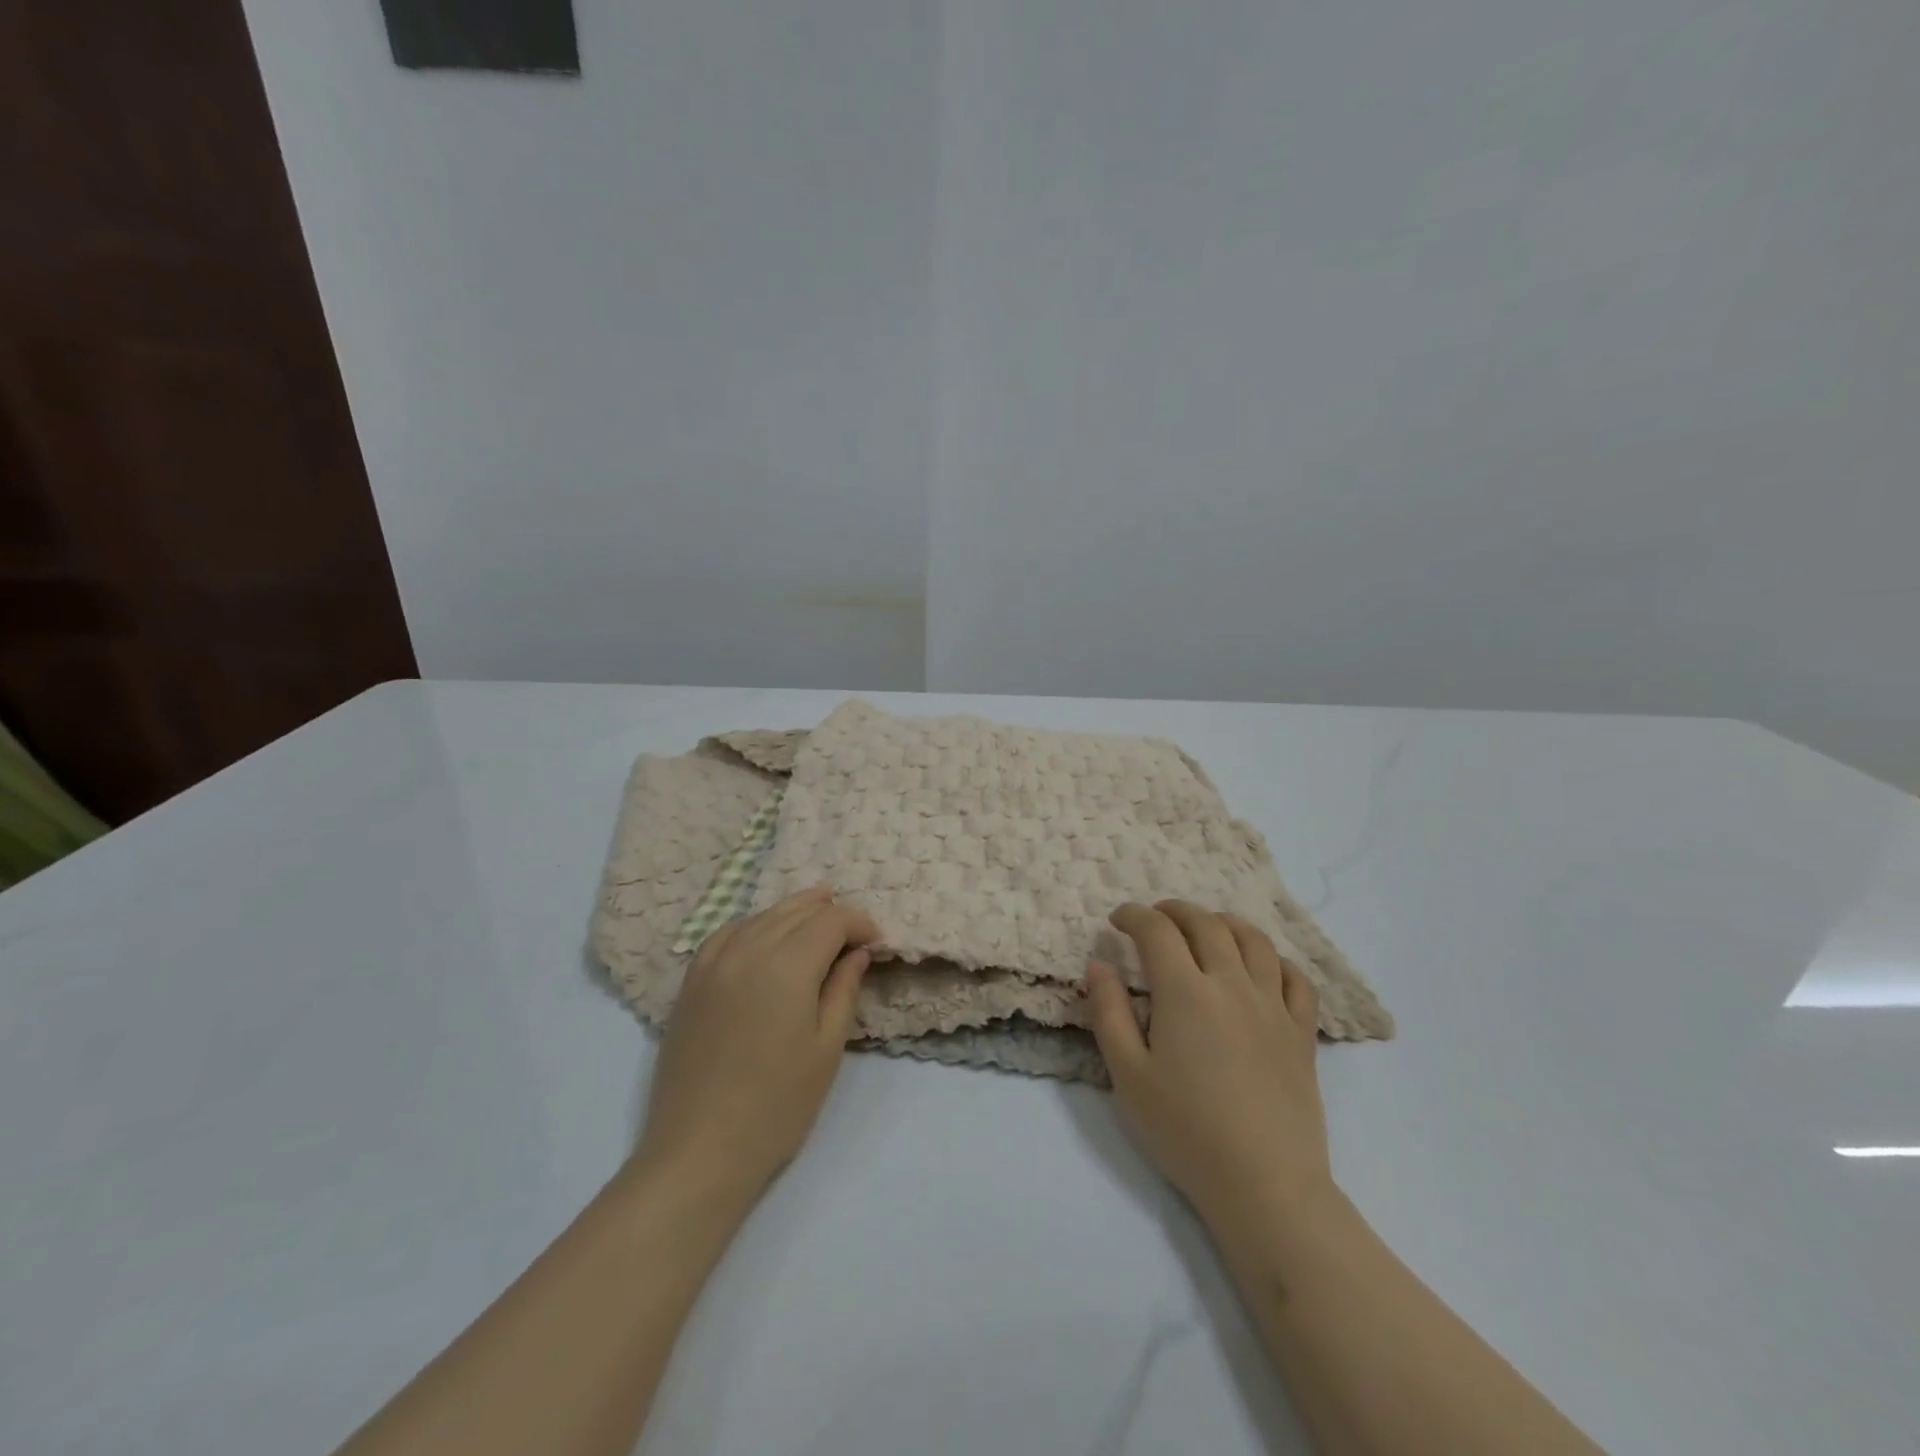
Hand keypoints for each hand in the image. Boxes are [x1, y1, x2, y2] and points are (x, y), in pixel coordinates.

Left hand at [634, 888, 878, 1205]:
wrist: (699, 1152)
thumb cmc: (777, 1106)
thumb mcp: (826, 1048)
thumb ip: (843, 989)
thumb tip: (857, 952)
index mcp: (787, 966)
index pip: (830, 921)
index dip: (858, 923)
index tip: (876, 940)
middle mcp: (747, 951)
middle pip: (796, 911)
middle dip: (829, 913)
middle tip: (852, 932)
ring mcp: (713, 964)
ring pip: (761, 916)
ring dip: (794, 913)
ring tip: (816, 917)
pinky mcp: (691, 982)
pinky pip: (726, 934)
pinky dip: (754, 925)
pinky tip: (764, 936)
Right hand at [1085, 900, 1331, 1223]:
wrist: (1264, 1184)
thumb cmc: (1185, 1131)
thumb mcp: (1128, 1075)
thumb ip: (1109, 1013)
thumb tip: (1099, 965)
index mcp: (1185, 993)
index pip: (1157, 931)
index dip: (1134, 916)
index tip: (1118, 920)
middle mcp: (1232, 985)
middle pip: (1207, 924)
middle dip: (1175, 911)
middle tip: (1155, 917)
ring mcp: (1273, 1006)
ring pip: (1254, 941)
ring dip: (1225, 923)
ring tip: (1207, 928)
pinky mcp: (1302, 1032)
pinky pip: (1296, 978)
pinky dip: (1275, 960)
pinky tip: (1261, 968)